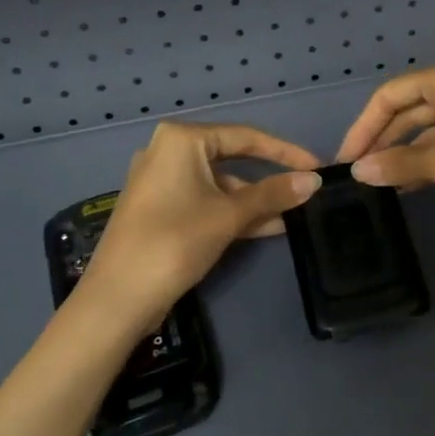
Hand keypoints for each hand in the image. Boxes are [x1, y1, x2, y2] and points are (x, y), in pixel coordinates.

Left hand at [79, 121, 321, 334]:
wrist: (117, 298)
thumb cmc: (175, 242)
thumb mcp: (230, 216)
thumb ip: (273, 194)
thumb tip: (314, 181)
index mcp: (181, 140)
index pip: (245, 137)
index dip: (285, 152)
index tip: (316, 166)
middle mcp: (168, 152)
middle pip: (232, 158)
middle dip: (269, 178)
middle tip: (304, 189)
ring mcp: (161, 181)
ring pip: (219, 184)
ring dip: (253, 200)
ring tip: (291, 216)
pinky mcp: (159, 209)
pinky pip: (205, 201)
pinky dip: (232, 212)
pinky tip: (266, 228)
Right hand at [334, 58, 434, 227]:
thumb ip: (394, 163)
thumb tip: (358, 171)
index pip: (390, 95)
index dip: (363, 126)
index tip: (346, 157)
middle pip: (408, 109)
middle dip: (382, 139)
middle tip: (358, 170)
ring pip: (427, 128)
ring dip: (403, 152)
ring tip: (378, 180)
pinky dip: (425, 159)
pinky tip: (407, 183)